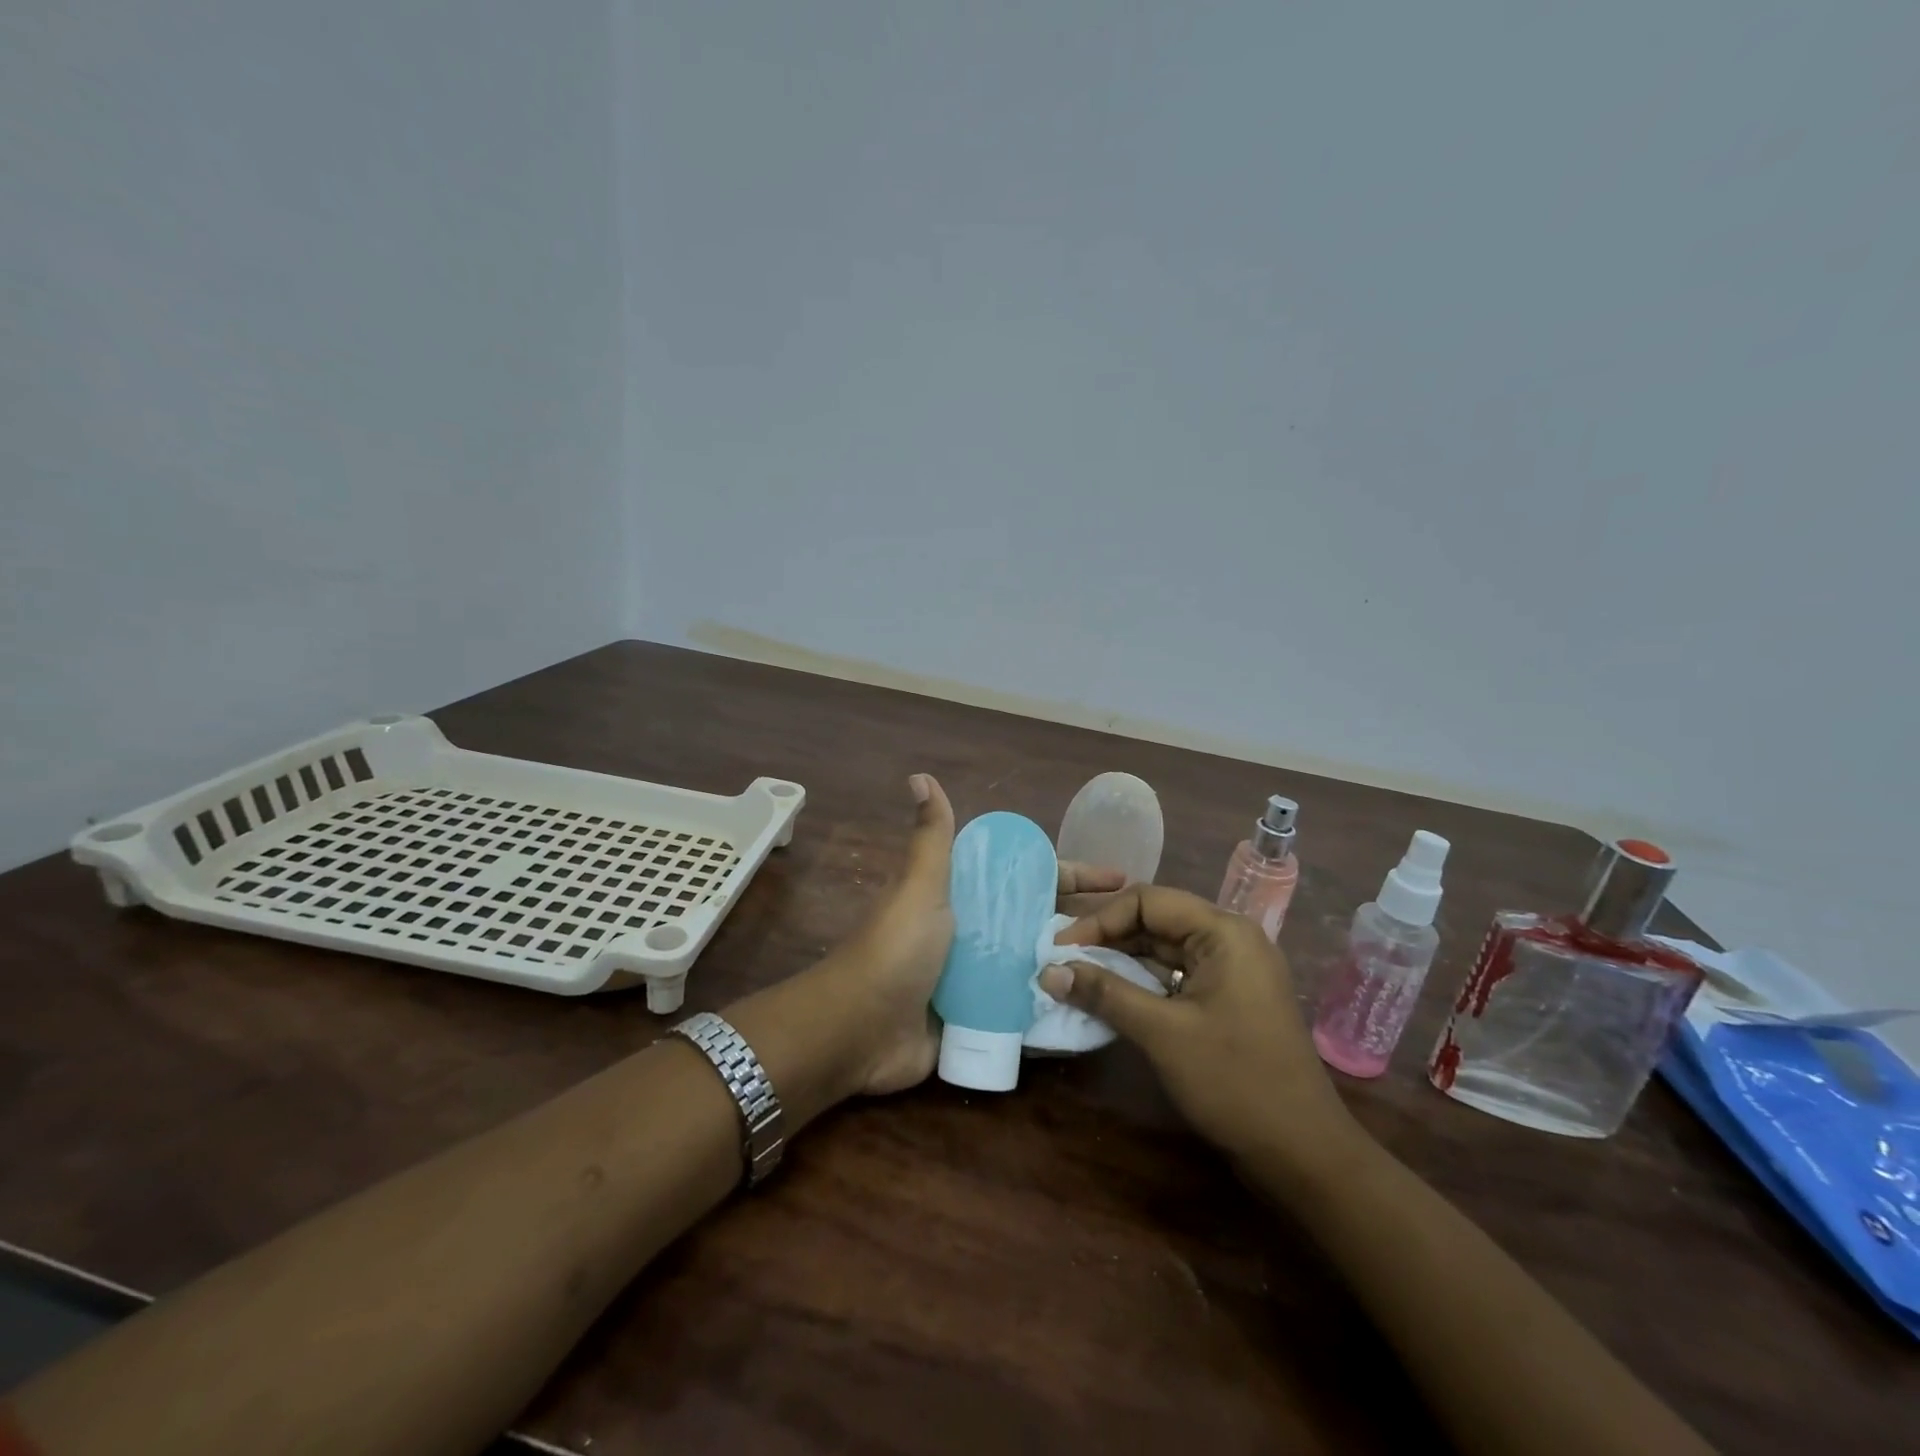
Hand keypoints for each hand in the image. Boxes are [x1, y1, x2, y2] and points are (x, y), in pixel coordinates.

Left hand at [826, 776, 1130, 1096]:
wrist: (859, 1030)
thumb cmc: (896, 950)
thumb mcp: (920, 887)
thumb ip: (931, 838)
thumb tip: (920, 775)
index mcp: (964, 897)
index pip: (1029, 877)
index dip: (1072, 874)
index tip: (1118, 876)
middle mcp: (974, 933)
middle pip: (1039, 921)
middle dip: (1083, 923)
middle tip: (1135, 932)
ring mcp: (978, 979)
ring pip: (1036, 965)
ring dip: (1073, 967)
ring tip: (1128, 972)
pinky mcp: (979, 1019)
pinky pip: (1024, 1010)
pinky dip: (1053, 1008)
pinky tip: (1094, 1011)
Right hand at [1041, 886, 1357, 1169]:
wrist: (1303, 1154)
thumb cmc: (1235, 1082)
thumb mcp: (1162, 1033)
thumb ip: (1104, 994)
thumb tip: (1048, 971)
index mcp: (1224, 932)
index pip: (1148, 900)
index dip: (1100, 920)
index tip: (1061, 949)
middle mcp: (1230, 940)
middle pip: (1156, 921)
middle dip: (1107, 939)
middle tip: (1062, 962)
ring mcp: (1232, 971)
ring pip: (1164, 951)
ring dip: (1121, 963)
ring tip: (1076, 978)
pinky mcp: (1229, 1000)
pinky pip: (1176, 977)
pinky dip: (1142, 985)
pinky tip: (1110, 999)